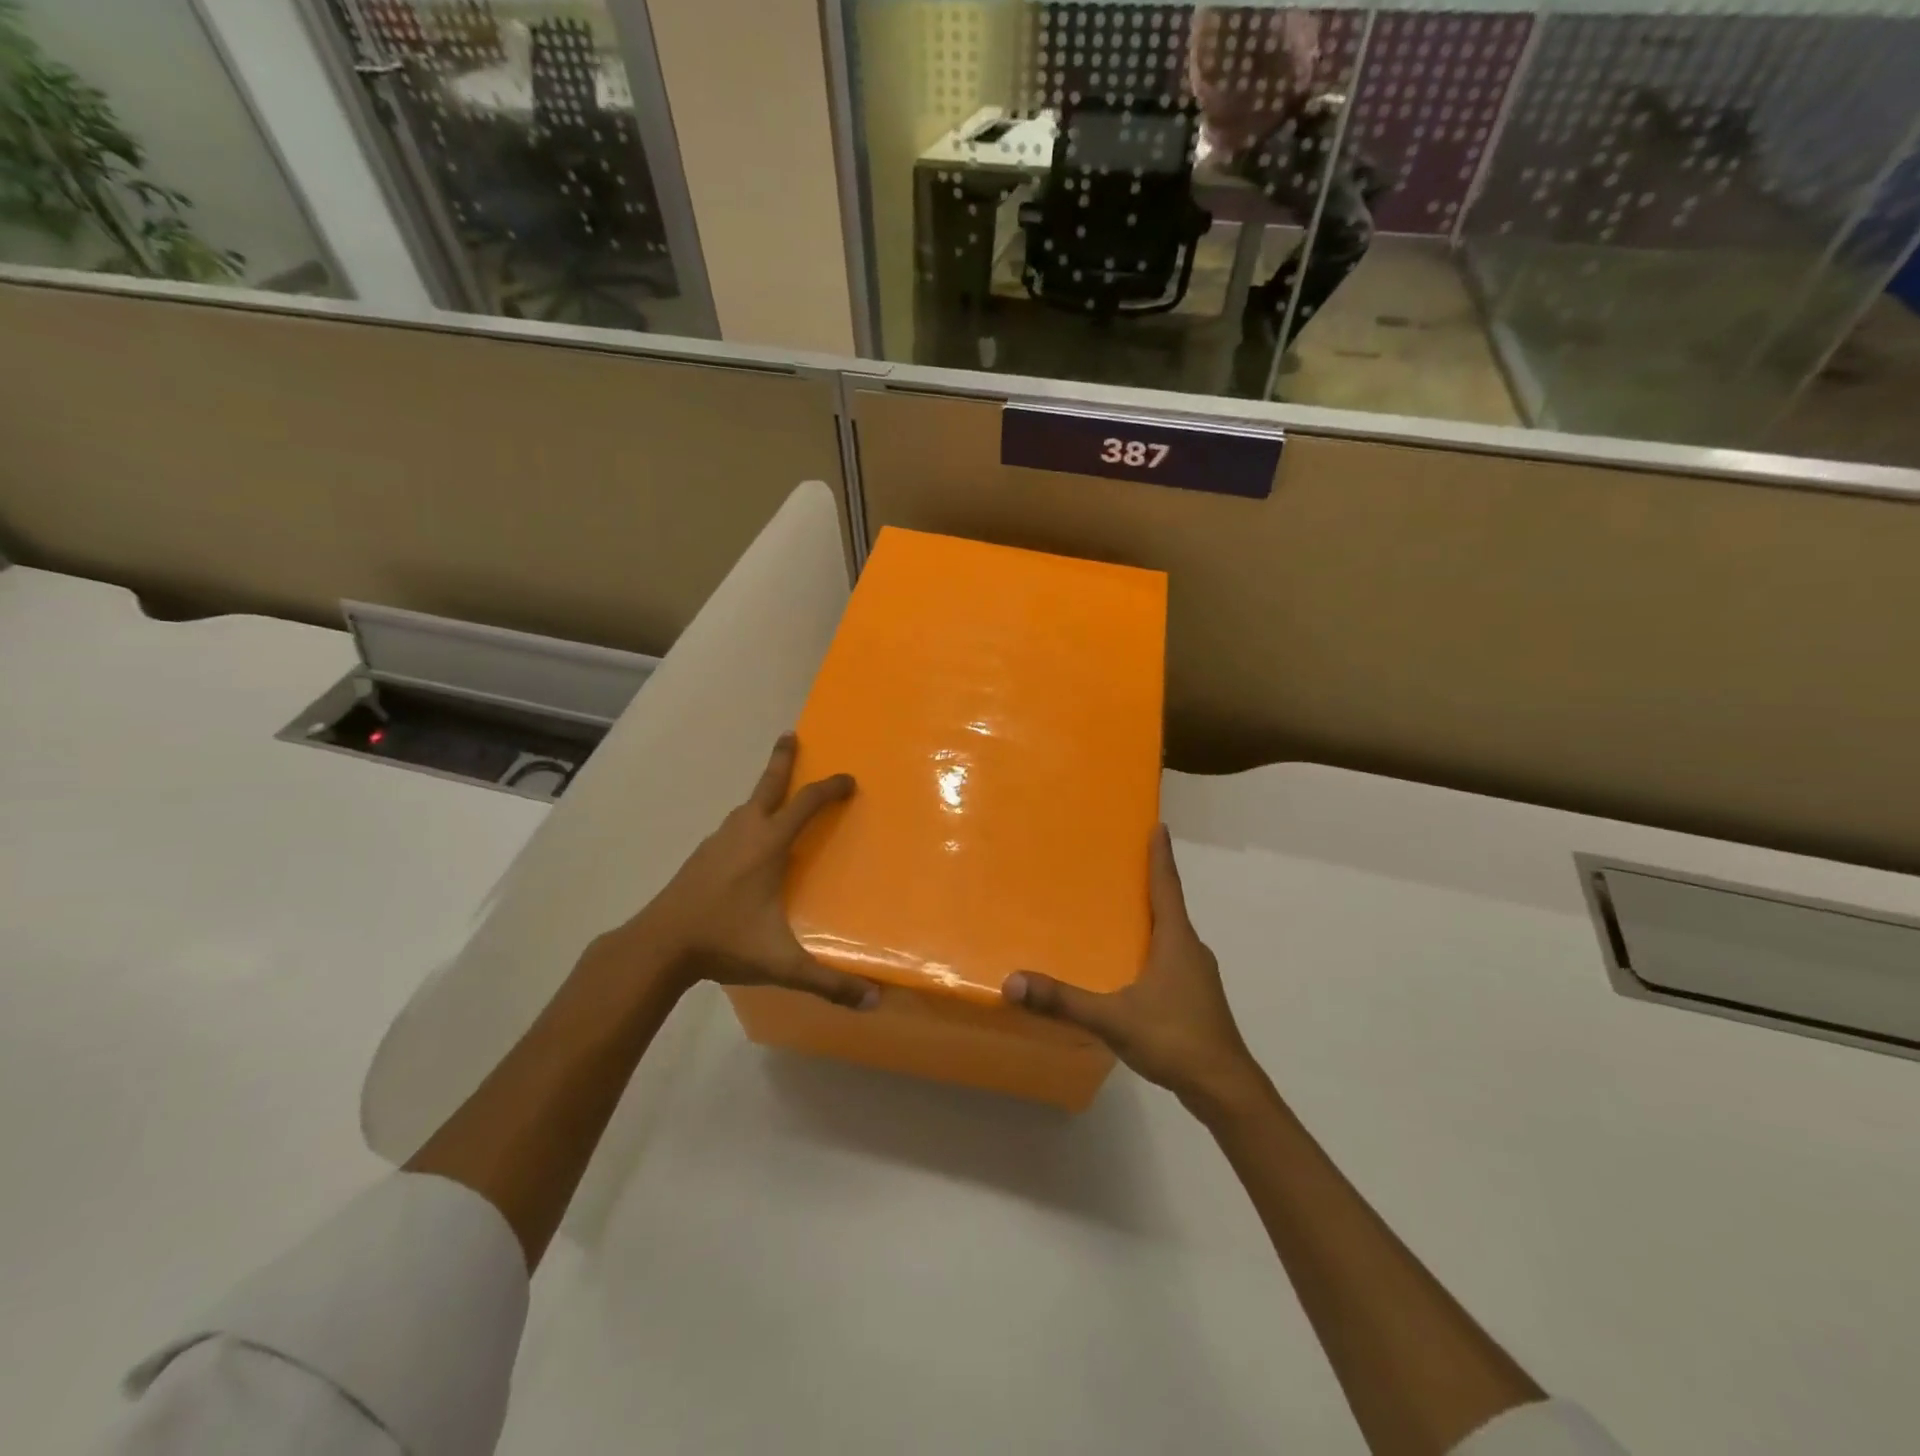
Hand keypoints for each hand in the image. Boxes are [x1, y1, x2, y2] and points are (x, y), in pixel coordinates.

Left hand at [598, 734, 879, 1010]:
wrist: (659, 945)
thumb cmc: (724, 942)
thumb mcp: (781, 963)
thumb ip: (827, 982)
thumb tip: (874, 1003)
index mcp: (768, 845)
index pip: (806, 804)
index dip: (830, 788)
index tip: (849, 780)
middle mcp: (744, 832)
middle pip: (768, 785)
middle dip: (782, 759)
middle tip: (790, 735)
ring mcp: (717, 841)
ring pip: (746, 805)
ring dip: (765, 791)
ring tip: (778, 794)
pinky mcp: (701, 856)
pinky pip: (732, 825)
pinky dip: (748, 817)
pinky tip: (748, 840)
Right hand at [1002, 825, 1268, 1119]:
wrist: (1225, 1089)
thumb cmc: (1175, 1039)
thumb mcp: (1113, 1019)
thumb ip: (1063, 1002)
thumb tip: (1012, 982)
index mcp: (1176, 941)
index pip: (1167, 886)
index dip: (1161, 856)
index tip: (1159, 826)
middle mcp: (1191, 950)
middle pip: (1170, 907)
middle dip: (1150, 884)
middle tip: (1122, 865)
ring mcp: (1198, 976)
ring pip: (1171, 936)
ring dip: (1152, 919)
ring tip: (1121, 913)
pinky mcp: (1197, 999)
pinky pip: (1172, 960)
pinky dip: (1153, 949)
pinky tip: (1133, 967)